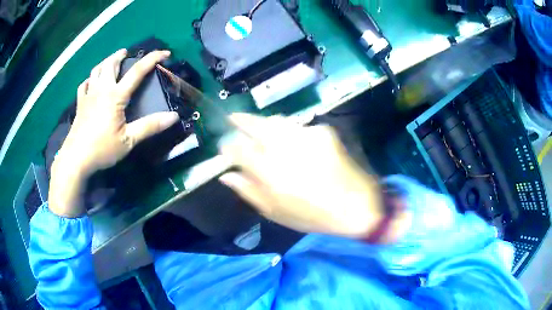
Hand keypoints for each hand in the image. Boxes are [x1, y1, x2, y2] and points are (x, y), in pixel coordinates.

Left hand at [49, 49, 179, 216]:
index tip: (165, 52)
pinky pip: (84, 85)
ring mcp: (89, 95)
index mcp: (116, 96)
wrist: (76, 159)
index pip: (137, 71)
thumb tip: (173, 116)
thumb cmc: (102, 149)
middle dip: (121, 55)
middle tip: (128, 53)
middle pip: (111, 63)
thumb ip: (150, 127)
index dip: (152, 59)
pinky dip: (90, 79)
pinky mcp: (80, 104)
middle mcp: (102, 89)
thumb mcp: (128, 140)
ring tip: (112, 61)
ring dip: (106, 62)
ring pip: (97, 70)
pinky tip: (92, 82)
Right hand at [219, 114, 383, 237]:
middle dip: (240, 119)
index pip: (237, 148)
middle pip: (255, 124)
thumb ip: (248, 191)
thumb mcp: (276, 212)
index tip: (225, 147)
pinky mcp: (323, 131)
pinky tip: (291, 142)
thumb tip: (227, 176)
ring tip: (259, 128)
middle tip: (232, 117)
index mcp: (269, 172)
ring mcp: (306, 134)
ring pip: (275, 121)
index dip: (227, 146)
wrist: (357, 205)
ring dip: (263, 123)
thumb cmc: (313, 215)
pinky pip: (297, 127)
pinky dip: (289, 131)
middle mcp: (285, 147)